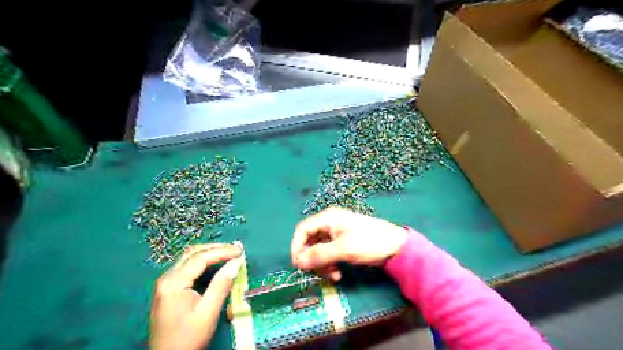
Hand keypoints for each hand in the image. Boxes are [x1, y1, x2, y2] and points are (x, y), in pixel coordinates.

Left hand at [147, 243, 240, 348]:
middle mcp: (166, 278)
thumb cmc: (188, 338)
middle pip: (192, 253)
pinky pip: (186, 266)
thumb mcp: (208, 311)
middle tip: (236, 249)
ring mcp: (165, 283)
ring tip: (228, 253)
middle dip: (216, 248)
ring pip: (188, 258)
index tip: (240, 251)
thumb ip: (222, 284)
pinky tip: (214, 263)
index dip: (222, 251)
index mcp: (173, 283)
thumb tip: (237, 262)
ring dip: (209, 253)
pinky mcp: (168, 289)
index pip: (200, 257)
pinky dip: (202, 261)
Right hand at [293, 207, 409, 281]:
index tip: (298, 265)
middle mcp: (330, 223)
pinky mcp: (343, 242)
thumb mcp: (343, 249)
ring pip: (318, 250)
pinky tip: (338, 274)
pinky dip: (329, 264)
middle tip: (317, 273)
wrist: (396, 247)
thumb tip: (298, 262)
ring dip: (322, 264)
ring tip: (333, 276)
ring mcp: (336, 233)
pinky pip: (328, 253)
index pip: (303, 230)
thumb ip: (319, 255)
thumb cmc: (369, 242)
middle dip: (312, 259)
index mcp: (328, 218)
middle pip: (310, 241)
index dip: (297, 246)